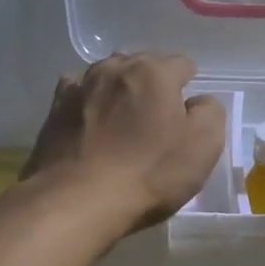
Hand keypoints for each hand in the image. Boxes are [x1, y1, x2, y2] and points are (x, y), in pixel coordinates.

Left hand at [21, 53, 226, 232]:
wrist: (77, 202)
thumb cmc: (149, 173)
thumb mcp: (204, 145)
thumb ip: (210, 112)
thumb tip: (198, 102)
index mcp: (154, 72)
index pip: (182, 64)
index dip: (189, 86)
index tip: (188, 113)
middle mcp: (115, 68)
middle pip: (143, 64)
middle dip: (154, 83)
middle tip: (159, 117)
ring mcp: (80, 87)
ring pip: (108, 75)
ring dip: (120, 89)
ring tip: (124, 117)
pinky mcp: (54, 110)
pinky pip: (77, 92)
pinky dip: (88, 100)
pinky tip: (91, 120)